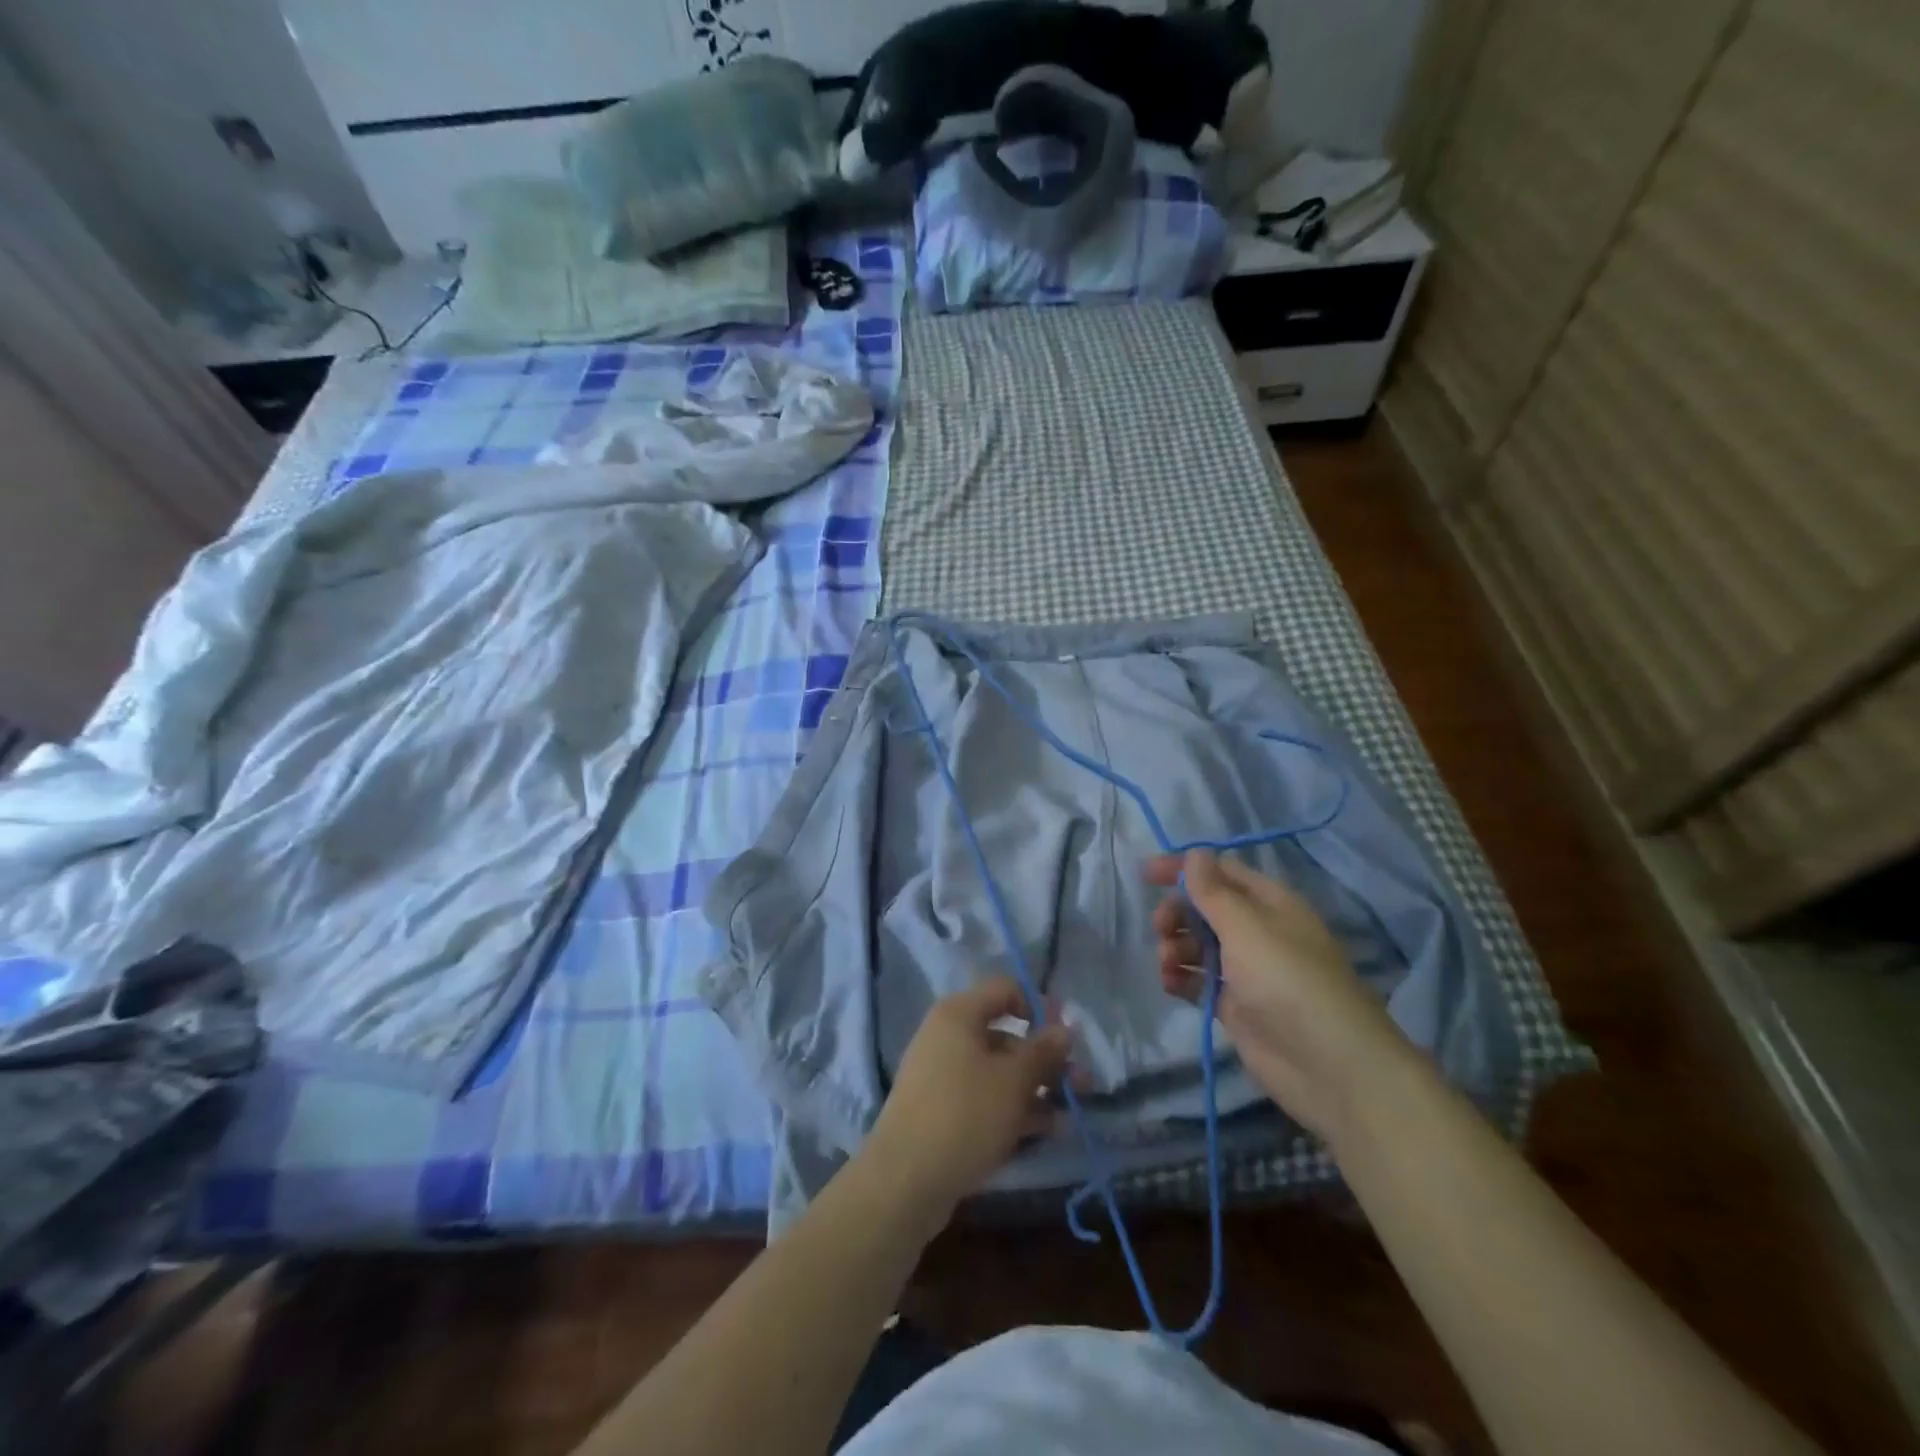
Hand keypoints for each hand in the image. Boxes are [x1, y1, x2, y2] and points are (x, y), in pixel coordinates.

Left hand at [862, 977, 1072, 1234]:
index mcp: (959, 1015)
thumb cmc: (964, 1114)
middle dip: (1046, 1058)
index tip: (1068, 1034)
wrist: (904, 1181)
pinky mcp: (944, 1112)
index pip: (1005, 990)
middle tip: (1082, 1082)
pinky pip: (986, 1099)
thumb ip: (1042, 1051)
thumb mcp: (1013, 1080)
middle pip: (1006, 1035)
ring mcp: (944, 1076)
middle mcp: (948, 1037)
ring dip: (1037, 1087)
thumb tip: (1065, 1027)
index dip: (1040, 1006)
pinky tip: (1048, 1130)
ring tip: (1072, 1111)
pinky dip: (1015, 1109)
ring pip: (999, 1071)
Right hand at [1147, 848, 1414, 1139]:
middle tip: (1160, 928)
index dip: (1183, 868)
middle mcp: (1258, 931)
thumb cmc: (1287, 980)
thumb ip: (1213, 891)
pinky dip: (1181, 978)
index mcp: (1269, 903)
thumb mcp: (1246, 927)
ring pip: (1198, 944)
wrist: (1329, 1065)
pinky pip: (1199, 981)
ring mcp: (1246, 970)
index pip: (1220, 872)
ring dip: (1174, 946)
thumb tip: (1195, 853)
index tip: (1146, 874)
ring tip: (1167, 964)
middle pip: (1205, 908)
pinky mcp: (1236, 1006)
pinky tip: (1171, 984)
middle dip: (1177, 913)